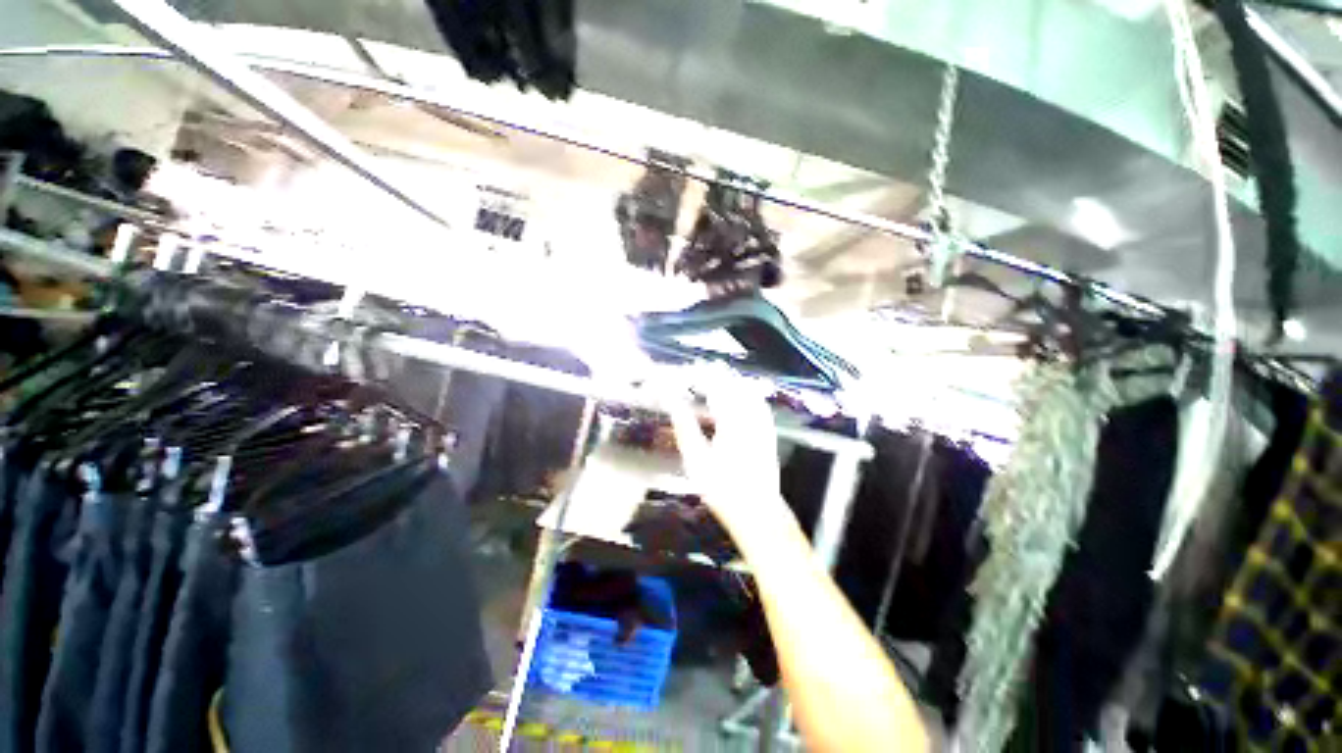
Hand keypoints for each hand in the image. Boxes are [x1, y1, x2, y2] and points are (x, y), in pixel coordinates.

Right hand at [660, 371, 781, 531]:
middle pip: (733, 385)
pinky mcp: (768, 433)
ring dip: (733, 380)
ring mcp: (762, 424)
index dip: (701, 375)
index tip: (689, 369)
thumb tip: (673, 402)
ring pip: (748, 392)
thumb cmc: (722, 488)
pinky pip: (759, 404)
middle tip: (702, 367)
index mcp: (730, 420)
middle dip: (717, 373)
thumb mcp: (696, 459)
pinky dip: (749, 393)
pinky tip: (744, 393)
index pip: (714, 387)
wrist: (757, 511)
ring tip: (720, 373)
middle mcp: (749, 416)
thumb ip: (685, 426)